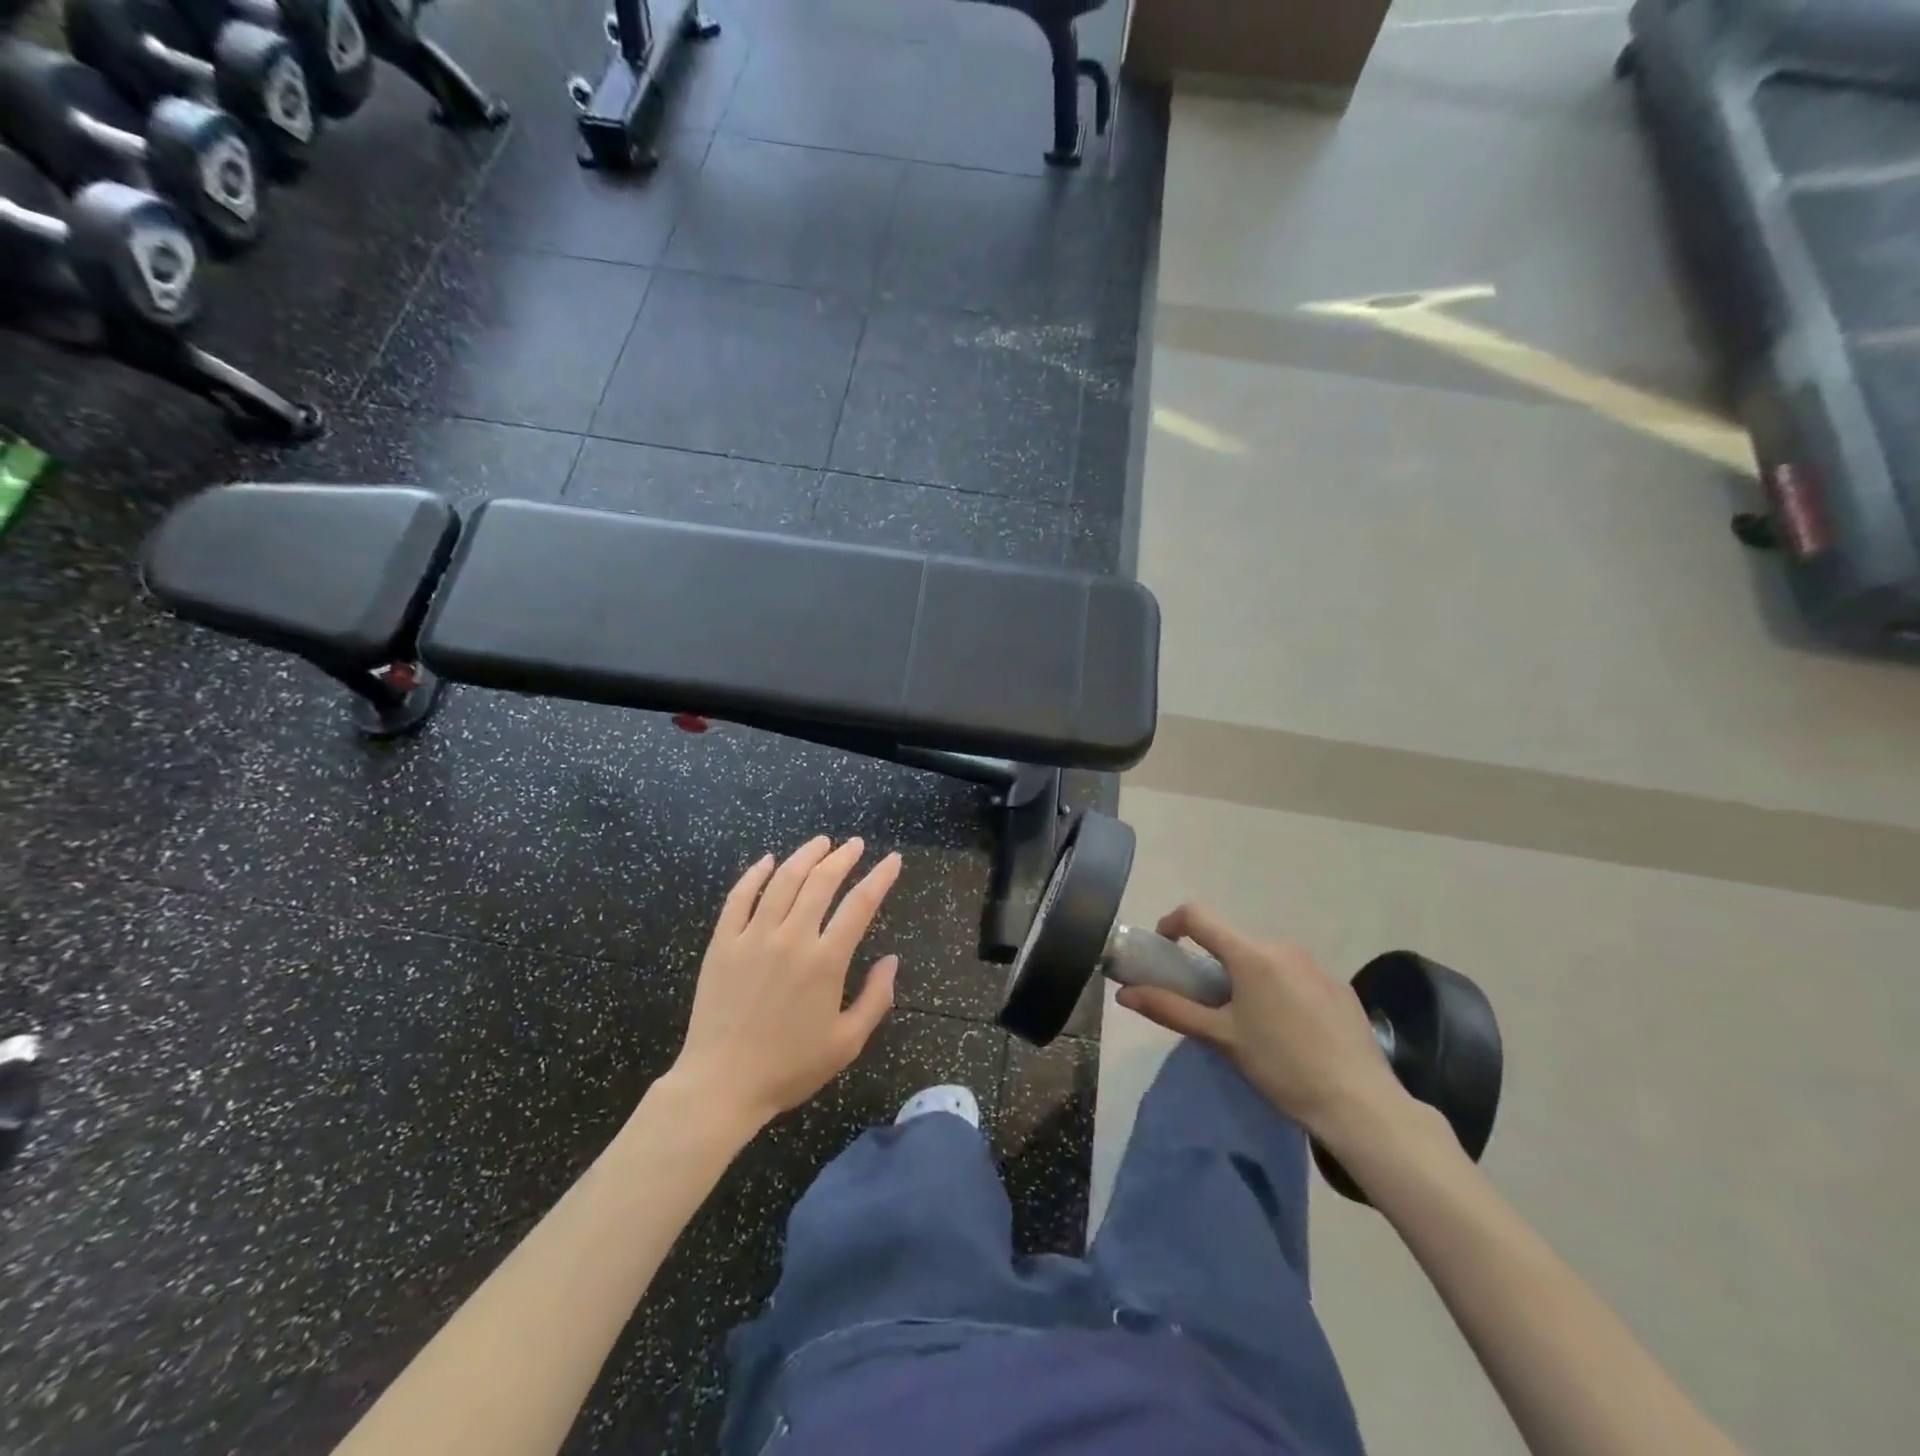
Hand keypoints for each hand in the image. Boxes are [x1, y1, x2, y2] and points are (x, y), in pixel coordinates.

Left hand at [667, 837, 901, 1132]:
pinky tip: (767, 861)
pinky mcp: (723, 943)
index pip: (860, 905)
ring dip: (805, 856)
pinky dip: (754, 874)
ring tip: (821, 843)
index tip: (893, 860)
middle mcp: (791, 938)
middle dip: (843, 857)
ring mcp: (753, 937)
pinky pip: (739, 897)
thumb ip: (876, 999)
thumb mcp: (847, 1043)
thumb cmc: (789, 1067)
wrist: (721, 1085)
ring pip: (782, 881)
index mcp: (825, 962)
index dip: (880, 878)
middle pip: (821, 882)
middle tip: (855, 845)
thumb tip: (891, 960)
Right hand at [1115, 904, 1411, 1147]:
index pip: (1198, 915)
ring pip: (1265, 958)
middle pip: (1233, 940)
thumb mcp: (1221, 1038)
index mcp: (1251, 954)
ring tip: (1248, 1020)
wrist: (1361, 1104)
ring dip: (1246, 975)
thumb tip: (1124, 993)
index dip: (1172, 923)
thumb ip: (1170, 1009)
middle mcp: (1284, 947)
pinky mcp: (1339, 986)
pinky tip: (1287, 1029)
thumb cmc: (1281, 1067)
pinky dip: (1277, 988)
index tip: (1163, 948)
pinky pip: (1294, 974)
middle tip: (1205, 1000)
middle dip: (1212, 960)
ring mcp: (1317, 964)